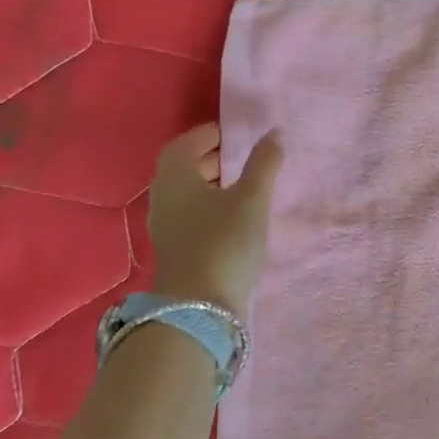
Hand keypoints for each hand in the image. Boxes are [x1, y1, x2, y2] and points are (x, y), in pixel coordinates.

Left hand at [147, 122, 282, 313]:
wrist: (201, 305)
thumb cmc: (225, 242)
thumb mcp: (252, 199)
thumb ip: (264, 164)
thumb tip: (275, 133)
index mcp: (175, 178)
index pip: (185, 144)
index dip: (208, 135)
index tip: (234, 133)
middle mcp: (164, 198)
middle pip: (183, 168)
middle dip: (212, 158)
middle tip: (243, 156)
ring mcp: (166, 226)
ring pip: (188, 193)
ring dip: (213, 183)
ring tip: (245, 184)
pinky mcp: (177, 248)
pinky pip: (192, 214)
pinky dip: (212, 205)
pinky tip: (236, 216)